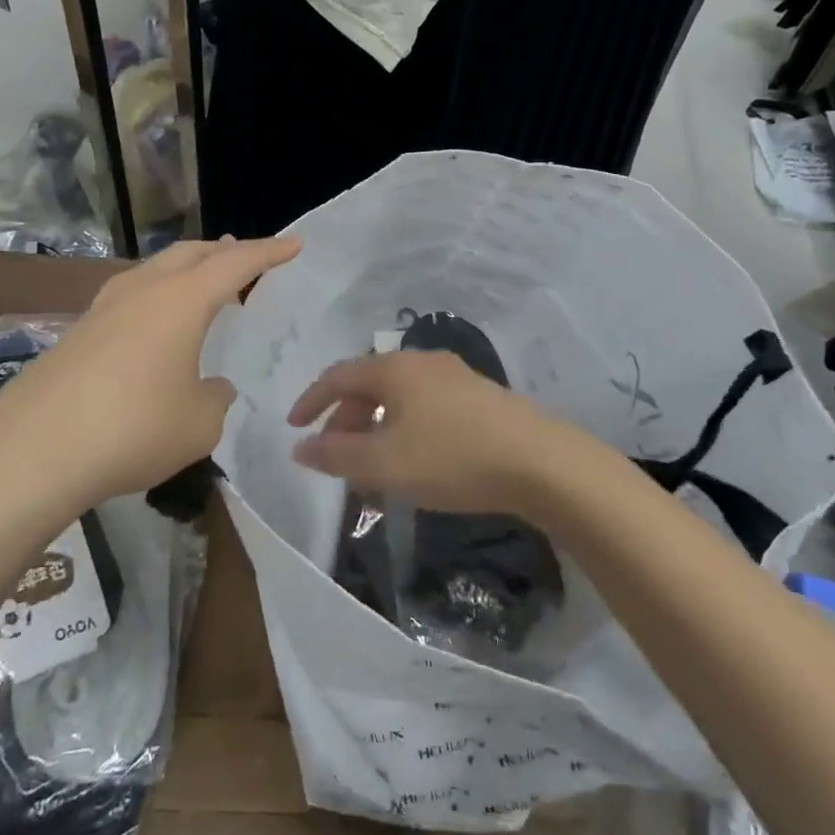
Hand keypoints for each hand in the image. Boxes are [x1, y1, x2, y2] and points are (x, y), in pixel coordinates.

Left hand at [0, 236, 301, 512]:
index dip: (268, 252)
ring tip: (201, 283)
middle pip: (190, 254)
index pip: (236, 264)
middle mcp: (143, 291)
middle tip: (244, 256)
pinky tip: (153, 324)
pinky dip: (156, 296)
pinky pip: (129, 296)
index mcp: (181, 301)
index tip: (293, 243)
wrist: (33, 451)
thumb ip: (215, 398)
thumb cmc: (132, 430)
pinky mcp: (77, 332)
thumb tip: (211, 387)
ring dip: (185, 270)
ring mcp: (104, 308)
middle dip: (222, 251)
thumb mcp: (198, 424)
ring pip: (154, 270)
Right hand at [287, 351, 598, 518]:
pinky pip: (425, 409)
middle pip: (369, 386)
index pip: (338, 376)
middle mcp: (422, 362)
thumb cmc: (451, 457)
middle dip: (346, 422)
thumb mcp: (384, 464)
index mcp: (394, 369)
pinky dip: (405, 432)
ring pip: (399, 400)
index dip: (311, 401)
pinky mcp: (479, 398)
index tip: (294, 428)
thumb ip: (336, 456)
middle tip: (336, 460)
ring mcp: (455, 377)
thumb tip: (301, 447)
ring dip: (376, 431)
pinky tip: (414, 466)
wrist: (540, 462)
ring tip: (373, 472)